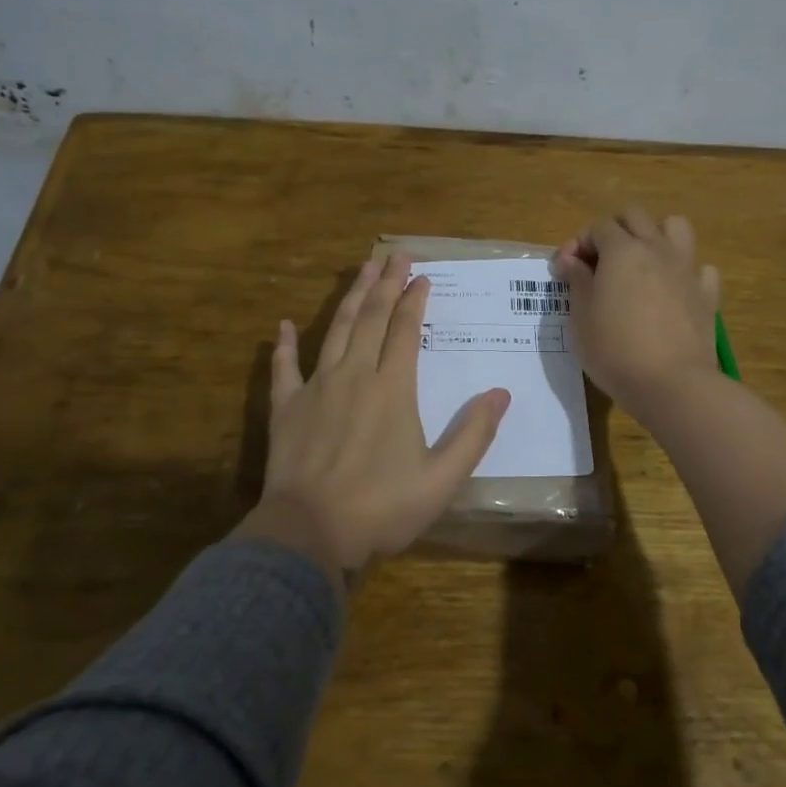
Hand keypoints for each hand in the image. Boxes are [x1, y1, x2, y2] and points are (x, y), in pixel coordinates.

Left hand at [237, 253, 510, 581]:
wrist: (310, 532)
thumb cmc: (382, 507)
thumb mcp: (442, 479)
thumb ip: (473, 434)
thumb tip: (501, 393)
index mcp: (393, 388)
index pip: (405, 330)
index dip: (414, 299)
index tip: (422, 276)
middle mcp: (354, 375)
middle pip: (371, 317)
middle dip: (385, 283)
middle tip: (394, 254)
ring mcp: (316, 388)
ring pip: (336, 330)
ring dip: (350, 297)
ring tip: (361, 269)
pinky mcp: (286, 407)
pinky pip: (284, 368)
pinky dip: (284, 345)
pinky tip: (284, 325)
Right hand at [553, 208, 720, 418]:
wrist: (671, 384)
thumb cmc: (614, 350)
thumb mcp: (580, 317)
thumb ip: (577, 281)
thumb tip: (570, 259)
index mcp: (622, 251)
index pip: (598, 227)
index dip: (579, 243)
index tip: (568, 271)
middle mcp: (656, 249)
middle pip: (635, 216)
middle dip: (614, 230)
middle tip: (600, 262)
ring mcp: (686, 269)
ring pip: (675, 227)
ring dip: (656, 236)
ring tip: (641, 263)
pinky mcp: (707, 294)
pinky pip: (700, 268)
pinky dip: (686, 272)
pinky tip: (674, 291)